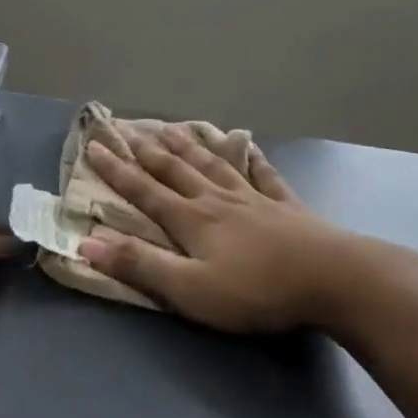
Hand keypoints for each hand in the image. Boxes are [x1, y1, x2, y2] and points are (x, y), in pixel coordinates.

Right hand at [78, 127, 387, 334]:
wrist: (331, 278)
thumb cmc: (255, 290)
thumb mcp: (189, 289)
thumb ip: (140, 265)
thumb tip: (87, 243)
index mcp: (192, 220)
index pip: (145, 190)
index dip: (117, 170)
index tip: (95, 146)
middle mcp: (217, 200)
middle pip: (176, 169)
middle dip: (147, 150)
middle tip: (127, 128)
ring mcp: (254, 198)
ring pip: (214, 164)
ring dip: (190, 146)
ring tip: (173, 128)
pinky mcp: (285, 205)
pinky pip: (263, 174)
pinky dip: (252, 159)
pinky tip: (248, 147)